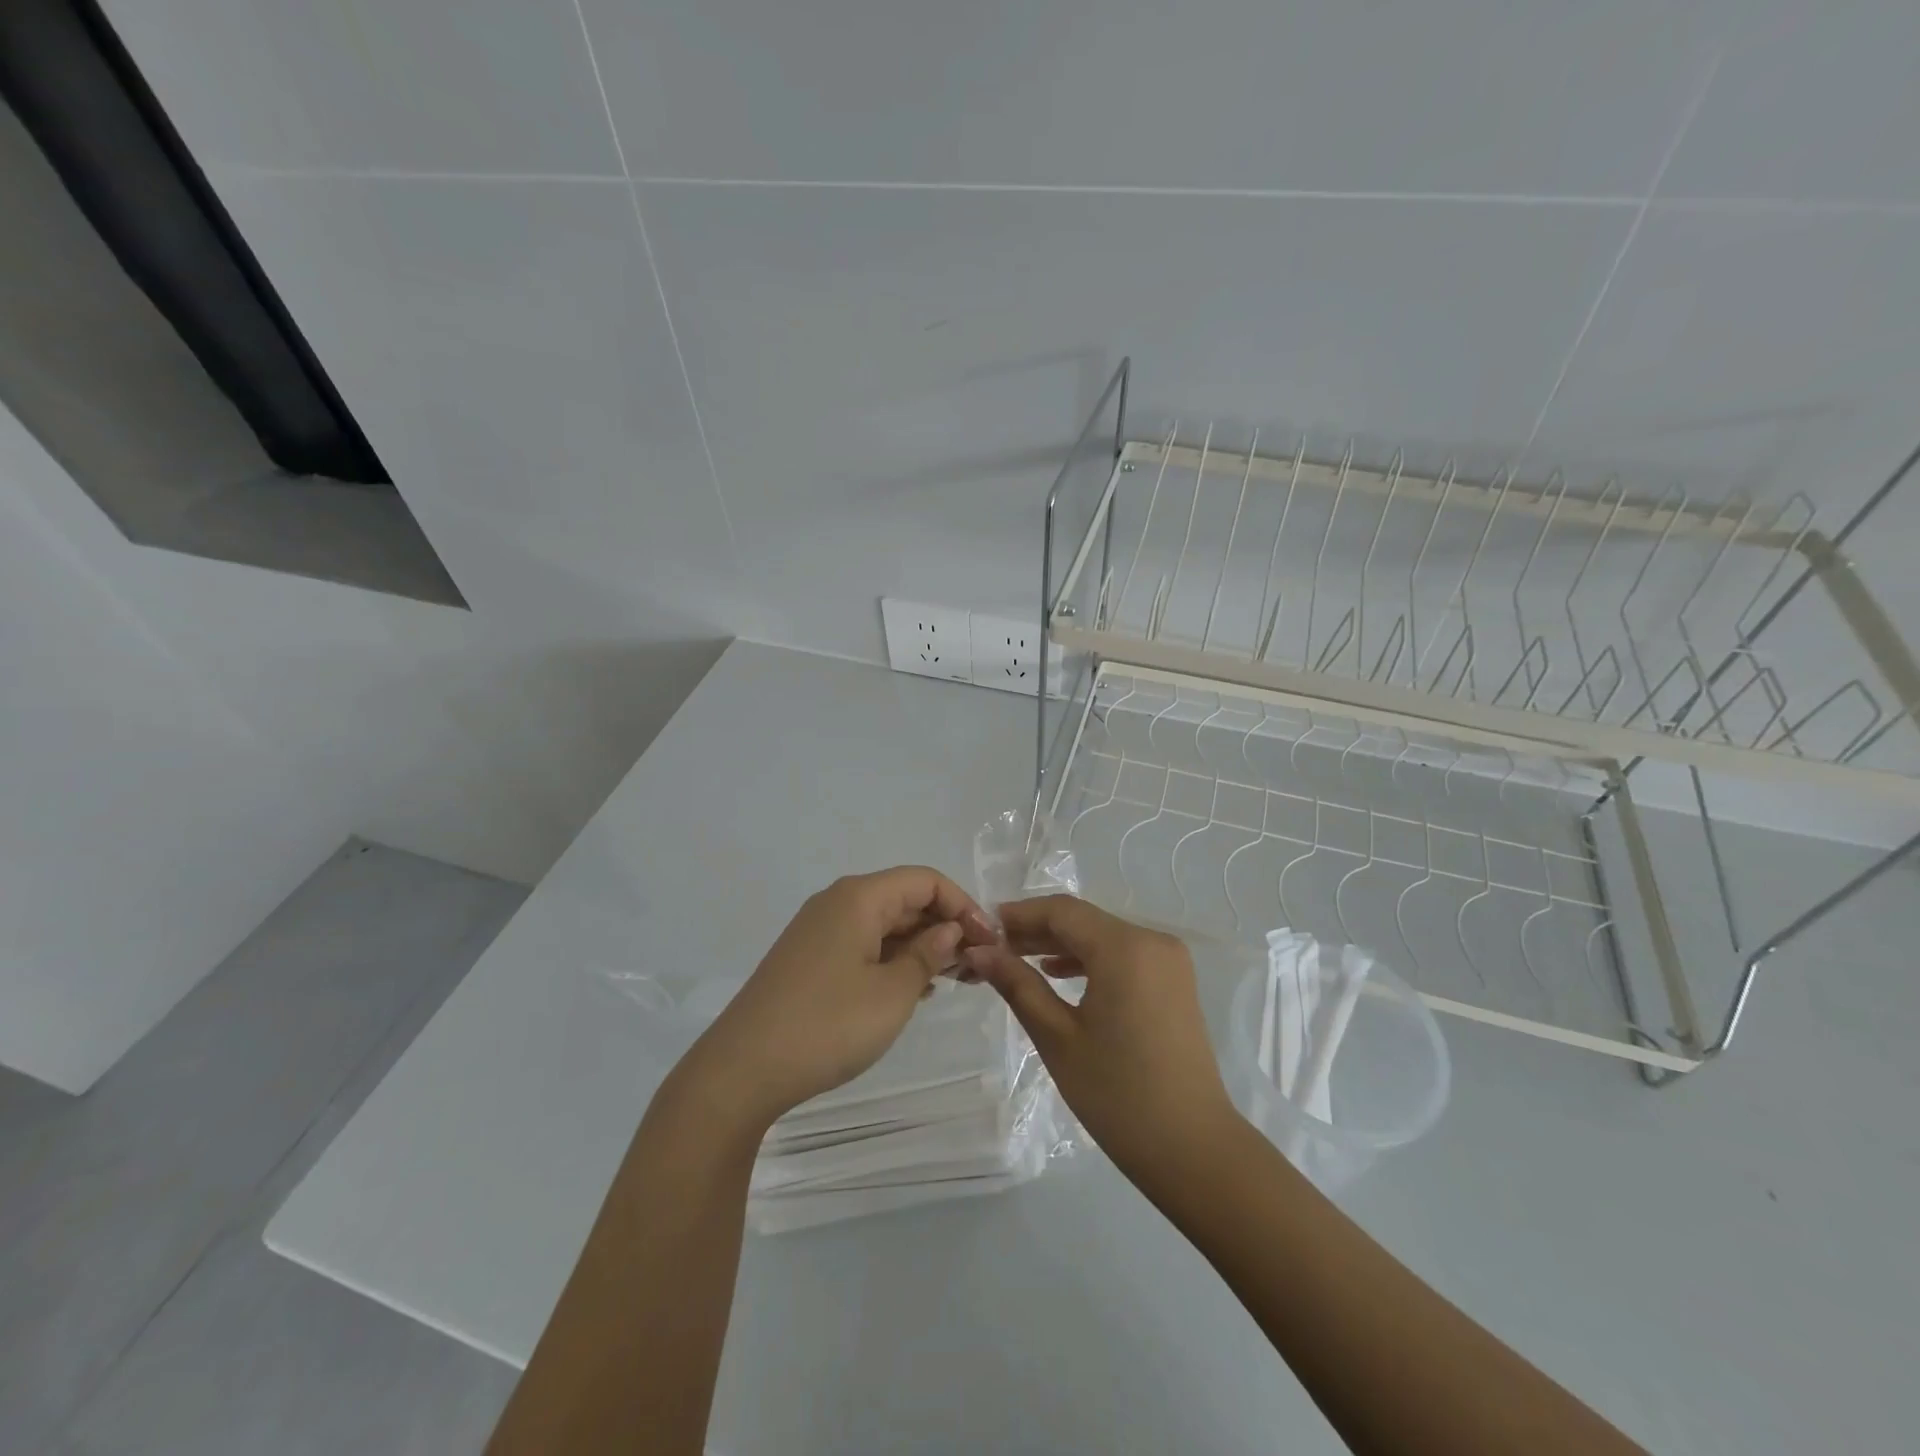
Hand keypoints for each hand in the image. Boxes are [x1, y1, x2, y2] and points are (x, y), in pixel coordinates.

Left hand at [684, 866, 996, 1128]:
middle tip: (978, 966)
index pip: (925, 880)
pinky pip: (863, 945)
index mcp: (859, 898)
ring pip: (884, 924)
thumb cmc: (827, 1025)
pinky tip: (915, 990)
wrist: (741, 1070)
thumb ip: (928, 954)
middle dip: (945, 926)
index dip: (963, 905)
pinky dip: (894, 959)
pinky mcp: (809, 959)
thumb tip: (951, 930)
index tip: (989, 942)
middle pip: (905, 899)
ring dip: (922, 946)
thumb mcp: (892, 993)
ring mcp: (819, 931)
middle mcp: (837, 903)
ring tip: (956, 980)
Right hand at [961, 895, 1235, 1184]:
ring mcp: (1168, 960)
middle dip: (1037, 930)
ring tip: (1016, 960)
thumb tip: (979, 952)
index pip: (1062, 912)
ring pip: (1102, 936)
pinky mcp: (1174, 981)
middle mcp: (1152, 940)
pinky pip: (1123, 954)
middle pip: (1084, 920)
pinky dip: (1089, 959)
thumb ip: (1017, 985)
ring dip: (1061, 945)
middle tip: (992, 947)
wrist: (1193, 1149)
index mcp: (1125, 948)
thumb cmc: (1118, 1095)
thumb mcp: (1058, 1038)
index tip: (982, 927)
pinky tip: (1057, 974)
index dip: (1019, 914)